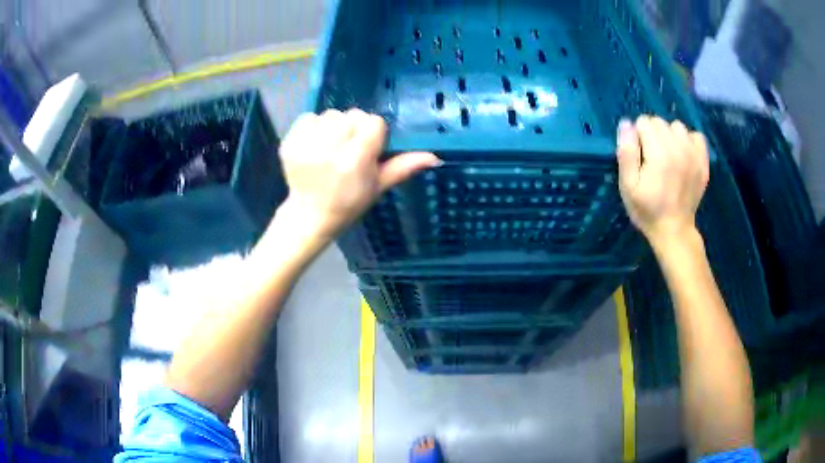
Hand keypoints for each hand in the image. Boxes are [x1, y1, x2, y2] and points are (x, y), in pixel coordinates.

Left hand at [277, 109, 440, 238]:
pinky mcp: (288, 142)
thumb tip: (435, 156)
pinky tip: (315, 146)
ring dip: (334, 127)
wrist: (310, 214)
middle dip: (354, 128)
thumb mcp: (379, 186)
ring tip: (331, 147)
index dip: (373, 134)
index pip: (373, 122)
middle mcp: (329, 149)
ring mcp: (305, 145)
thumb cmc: (349, 203)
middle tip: (348, 150)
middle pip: (352, 115)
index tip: (368, 150)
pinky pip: (308, 117)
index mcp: (354, 161)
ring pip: (330, 114)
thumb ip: (403, 167)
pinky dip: (314, 127)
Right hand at [616, 116, 709, 246]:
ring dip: (670, 136)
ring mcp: (694, 154)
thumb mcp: (627, 185)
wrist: (674, 231)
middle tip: (651, 159)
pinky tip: (683, 154)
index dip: (637, 137)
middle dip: (652, 134)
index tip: (639, 157)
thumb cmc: (647, 209)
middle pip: (660, 122)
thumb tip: (627, 123)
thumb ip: (626, 152)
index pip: (643, 122)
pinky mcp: (703, 162)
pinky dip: (688, 141)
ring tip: (668, 156)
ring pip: (677, 126)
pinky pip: (696, 136)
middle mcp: (679, 148)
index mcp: (659, 153)